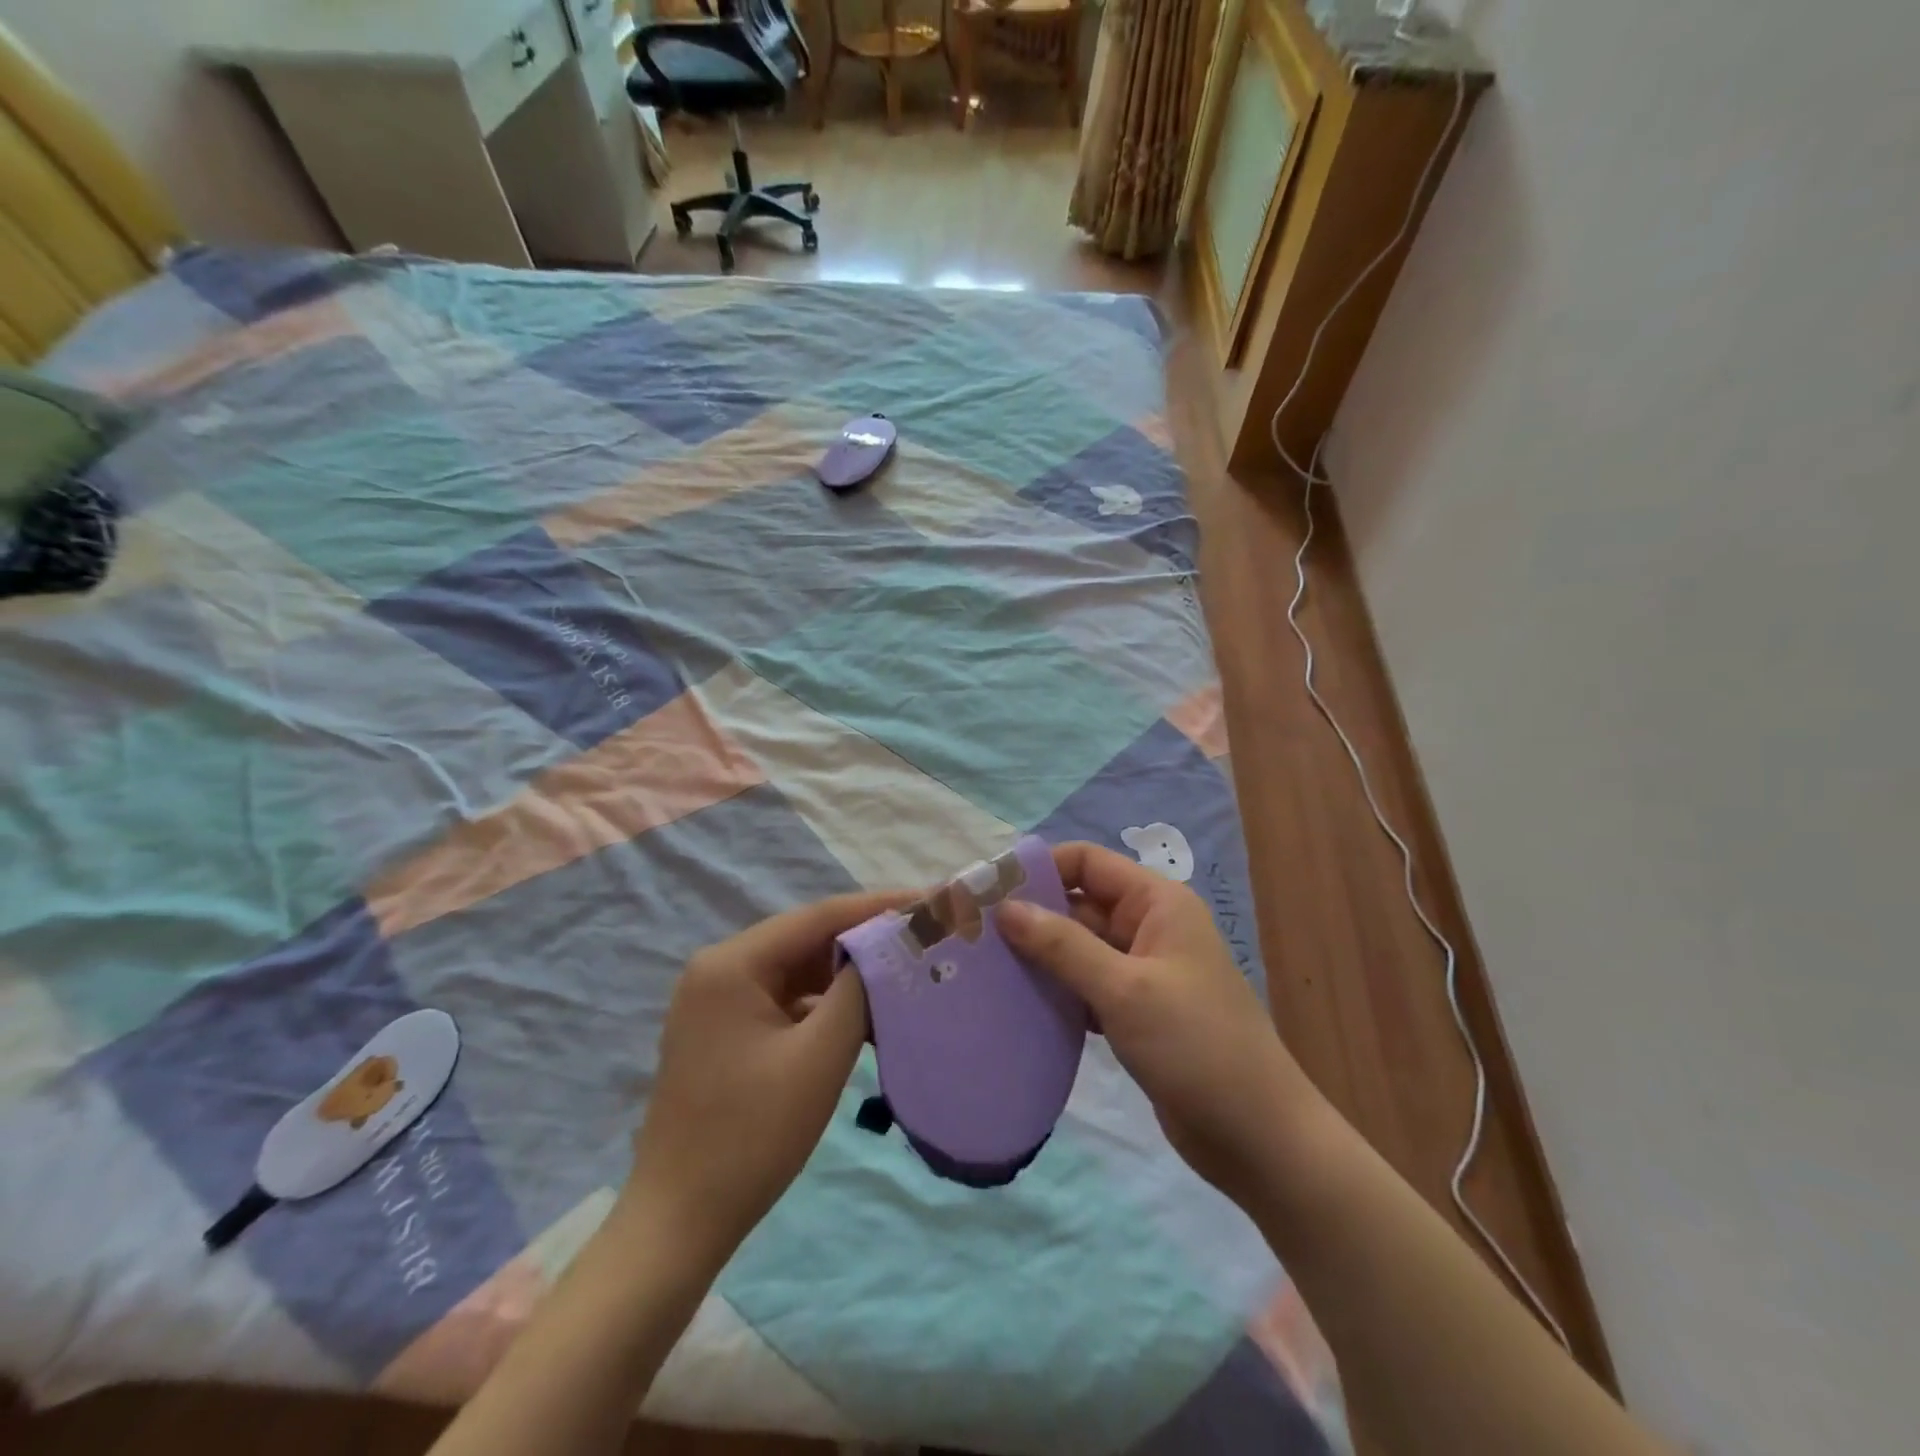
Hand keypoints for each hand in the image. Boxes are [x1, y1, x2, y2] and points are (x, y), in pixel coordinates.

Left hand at [624, 892, 903, 1263]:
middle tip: (922, 939)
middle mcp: (719, 969)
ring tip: (903, 973)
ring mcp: (717, 1001)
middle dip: (865, 940)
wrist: (679, 1223)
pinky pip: (784, 1000)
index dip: (877, 907)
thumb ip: (857, 991)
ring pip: (797, 970)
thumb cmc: (751, 1136)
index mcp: (732, 963)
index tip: (928, 902)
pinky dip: (823, 1004)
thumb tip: (886, 948)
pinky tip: (863, 1015)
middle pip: (806, 939)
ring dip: (846, 975)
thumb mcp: (819, 1057)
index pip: (818, 916)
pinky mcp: (724, 1031)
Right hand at [998, 843, 1323, 1206]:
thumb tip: (1006, 908)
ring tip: (983, 968)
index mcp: (1157, 903)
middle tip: (974, 935)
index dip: (1040, 869)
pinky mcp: (1134, 1013)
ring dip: (1038, 957)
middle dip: (1031, 916)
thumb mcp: (1125, 989)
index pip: (1087, 862)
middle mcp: (1148, 927)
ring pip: (1078, 949)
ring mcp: (1142, 973)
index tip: (989, 891)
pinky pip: (1085, 987)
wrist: (1258, 1138)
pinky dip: (1056, 991)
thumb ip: (1062, 946)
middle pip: (1079, 904)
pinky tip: (1017, 1005)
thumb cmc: (1196, 1046)